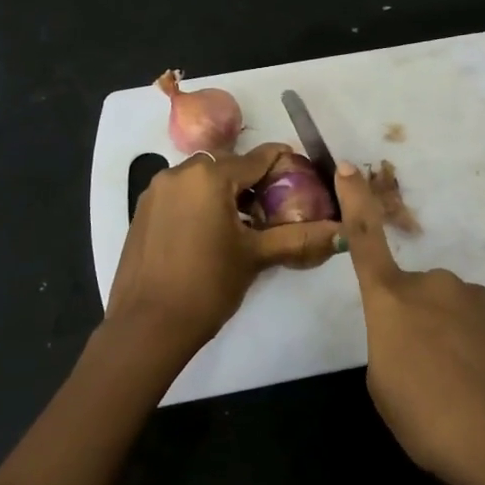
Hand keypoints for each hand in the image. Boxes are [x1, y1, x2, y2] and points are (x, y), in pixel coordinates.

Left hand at [106, 143, 340, 356]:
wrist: (148, 325)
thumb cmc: (208, 285)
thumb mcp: (256, 257)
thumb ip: (299, 237)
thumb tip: (342, 232)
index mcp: (209, 176)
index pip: (257, 158)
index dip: (282, 163)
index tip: (301, 173)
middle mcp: (178, 173)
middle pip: (226, 166)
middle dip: (251, 180)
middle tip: (274, 206)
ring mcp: (155, 192)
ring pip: (200, 180)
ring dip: (224, 192)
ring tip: (244, 224)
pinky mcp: (142, 212)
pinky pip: (180, 196)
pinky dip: (200, 204)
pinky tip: (211, 234)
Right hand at [335, 161, 484, 484]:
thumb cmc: (428, 418)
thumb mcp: (383, 386)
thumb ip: (389, 345)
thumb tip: (409, 335)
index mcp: (392, 300)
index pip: (366, 240)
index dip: (356, 202)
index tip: (347, 167)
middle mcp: (434, 286)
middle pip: (413, 293)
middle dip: (413, 320)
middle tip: (420, 373)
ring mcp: (477, 300)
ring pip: (449, 311)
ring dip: (446, 338)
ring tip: (456, 389)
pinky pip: (479, 328)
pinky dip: (476, 350)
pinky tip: (484, 389)